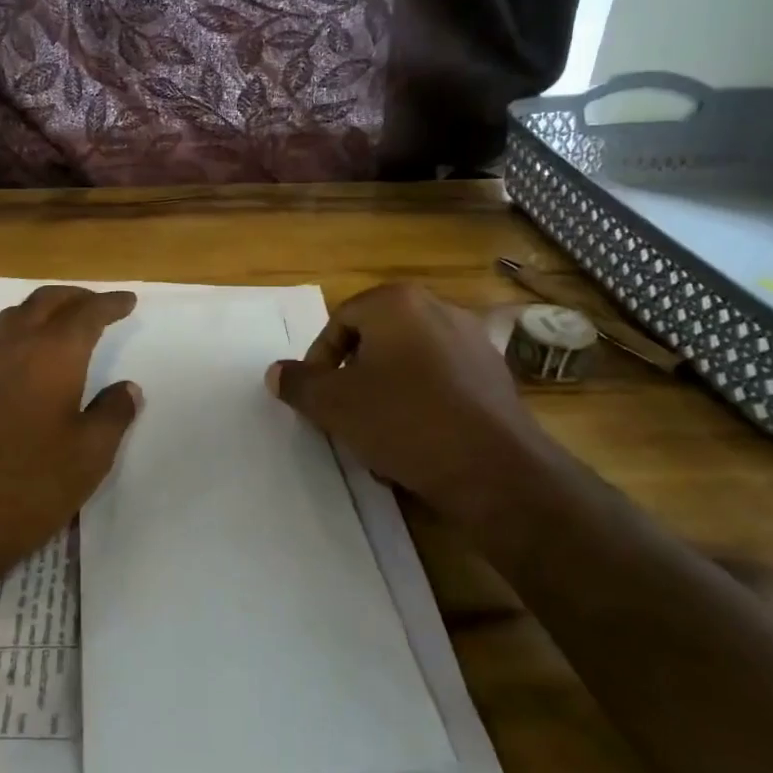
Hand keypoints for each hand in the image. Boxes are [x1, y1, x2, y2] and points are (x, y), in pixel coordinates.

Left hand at [0, 285, 142, 581]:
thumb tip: (127, 388)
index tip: (128, 300)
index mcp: (53, 352)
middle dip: (76, 297)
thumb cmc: (29, 483)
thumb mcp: (89, 455)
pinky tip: (26, 354)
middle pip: (46, 301)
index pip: (87, 313)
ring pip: (16, 314)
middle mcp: (15, 344)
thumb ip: (113, 414)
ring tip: (64, 320)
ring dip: (44, 308)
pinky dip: (20, 328)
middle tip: (99, 303)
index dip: (110, 304)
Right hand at [266, 282, 549, 522]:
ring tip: (377, 435)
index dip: (319, 361)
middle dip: (354, 378)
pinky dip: (422, 404)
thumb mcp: (334, 405)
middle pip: (375, 340)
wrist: (495, 470)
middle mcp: (438, 309)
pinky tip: (416, 443)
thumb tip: (276, 373)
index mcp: (397, 303)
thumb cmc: (404, 422)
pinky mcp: (496, 376)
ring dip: (386, 393)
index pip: (340, 321)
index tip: (317, 397)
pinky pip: (442, 382)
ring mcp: (473, 341)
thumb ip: (299, 384)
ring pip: (409, 364)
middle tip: (343, 413)